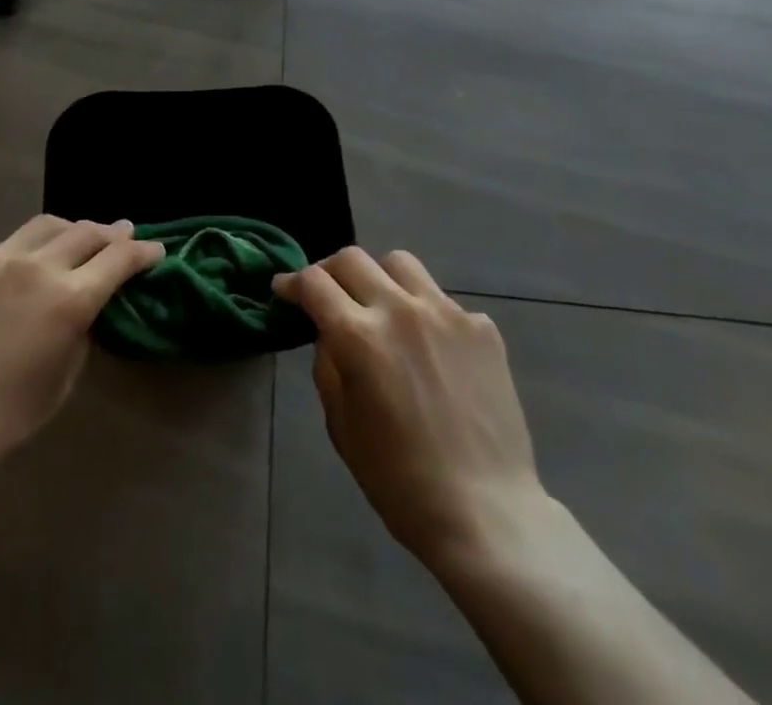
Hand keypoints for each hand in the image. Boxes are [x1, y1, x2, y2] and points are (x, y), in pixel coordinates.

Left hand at [0, 215, 163, 471]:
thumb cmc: (5, 415)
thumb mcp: (62, 379)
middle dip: (112, 233)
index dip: (143, 252)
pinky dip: (31, 247)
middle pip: (87, 232)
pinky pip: (9, 244)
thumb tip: (86, 306)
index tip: (156, 251)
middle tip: (124, 235)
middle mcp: (38, 266)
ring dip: (72, 230)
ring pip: (47, 225)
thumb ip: (81, 330)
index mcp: (69, 298)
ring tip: (79, 238)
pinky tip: (28, 262)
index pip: (119, 258)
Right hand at [273, 247, 545, 567]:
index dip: (292, 282)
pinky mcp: (482, 327)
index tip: (284, 290)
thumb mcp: (342, 427)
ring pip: (400, 263)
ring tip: (381, 307)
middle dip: (329, 272)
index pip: (314, 282)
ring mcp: (446, 313)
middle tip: (327, 296)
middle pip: (352, 259)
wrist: (487, 513)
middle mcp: (400, 310)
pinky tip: (431, 349)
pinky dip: (425, 314)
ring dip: (379, 278)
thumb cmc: (400, 482)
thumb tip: (329, 333)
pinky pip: (443, 301)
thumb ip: (328, 367)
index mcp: (359, 337)